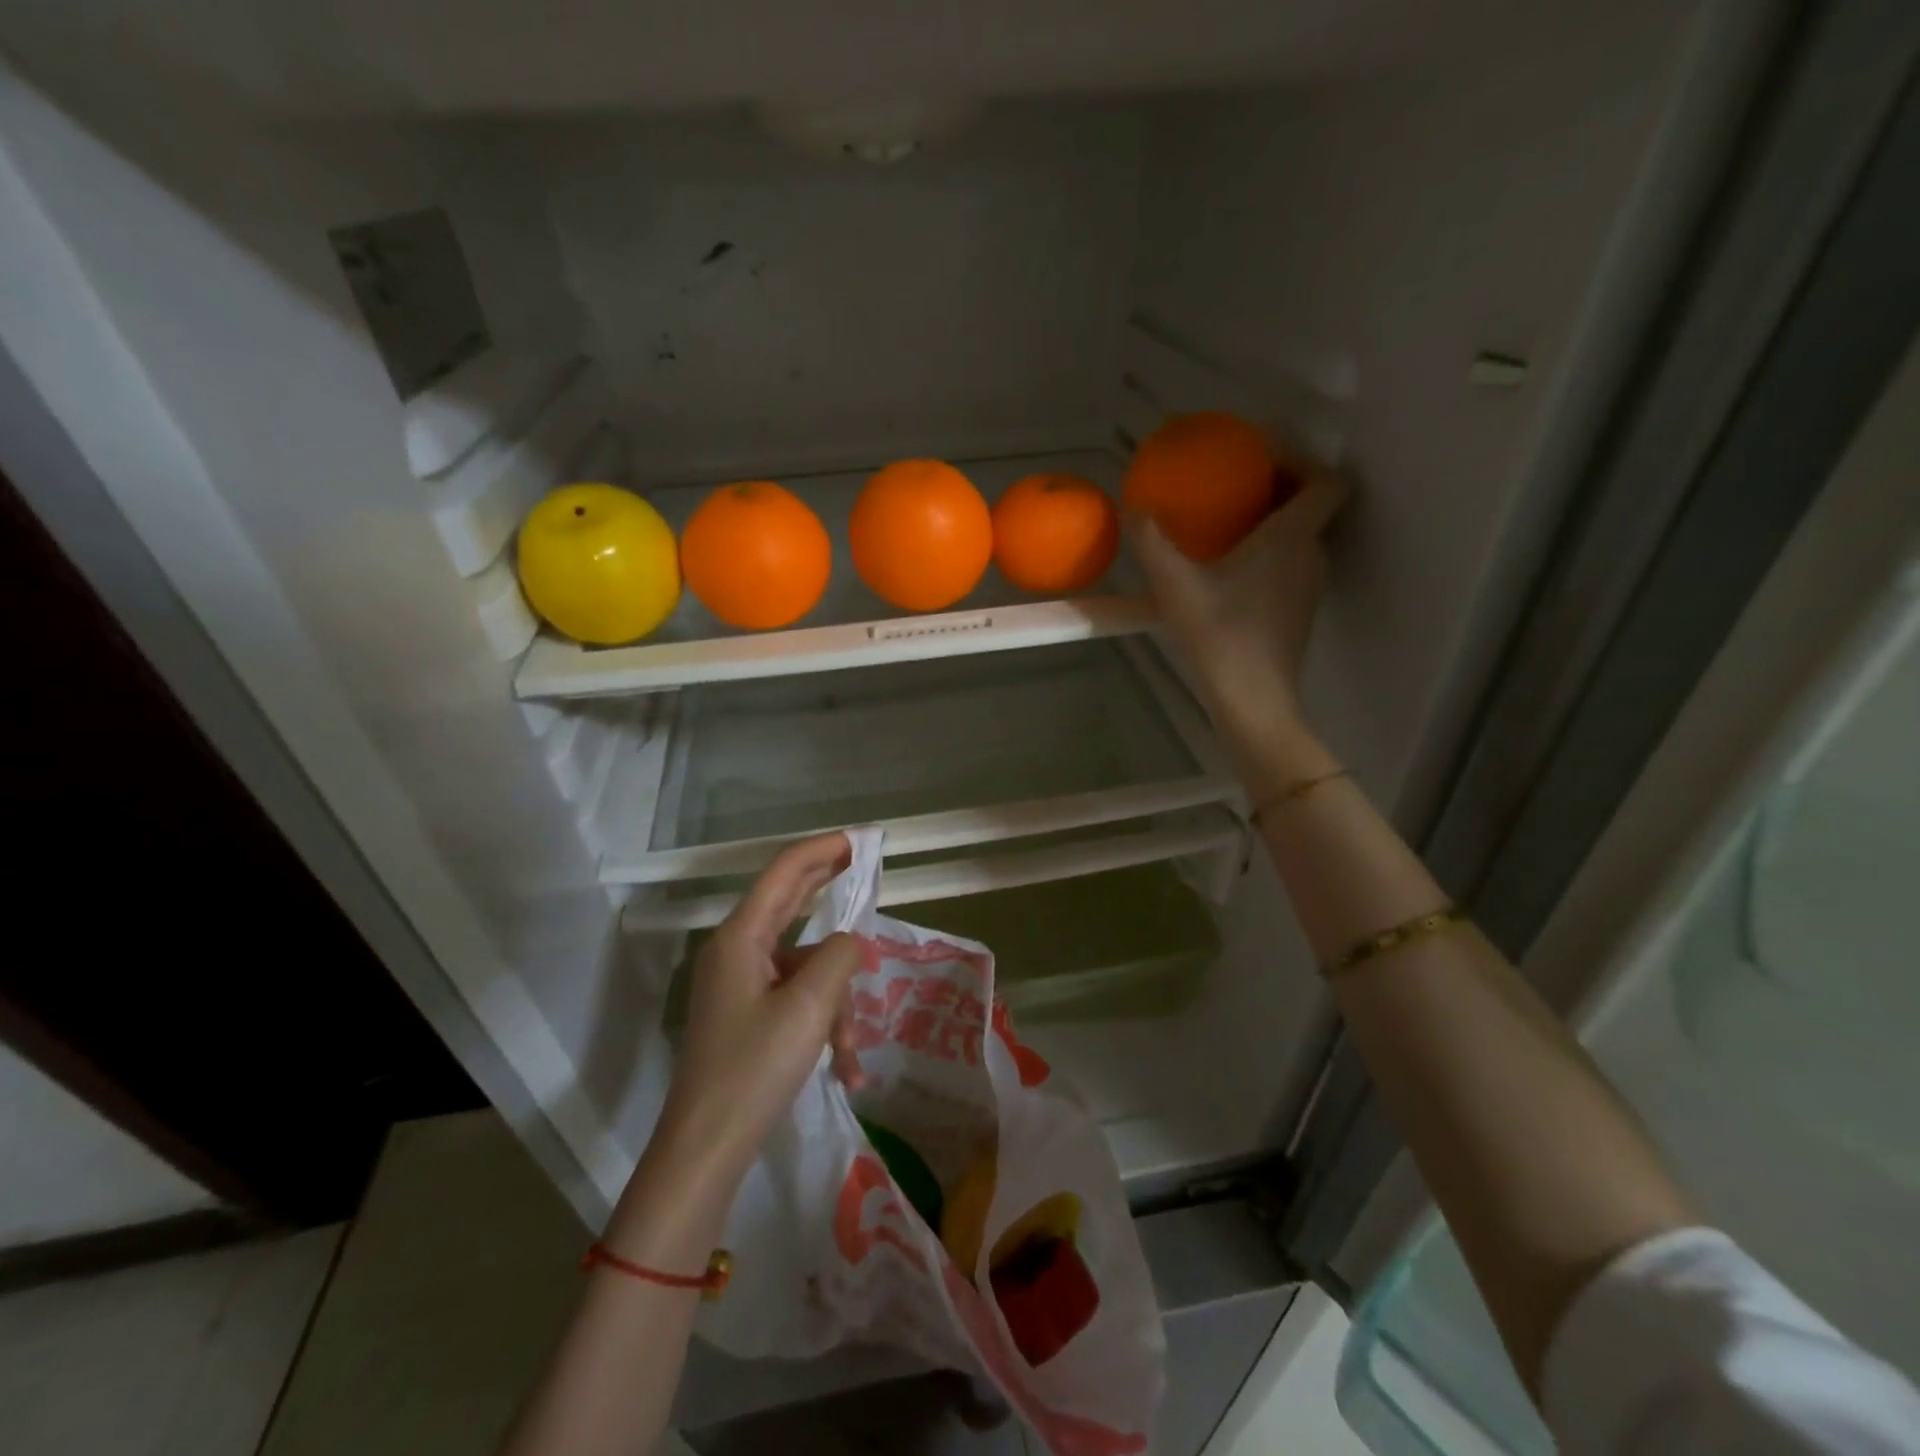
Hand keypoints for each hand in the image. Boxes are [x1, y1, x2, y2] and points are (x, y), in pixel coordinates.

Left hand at [656, 833, 865, 1185]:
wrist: (706, 1149)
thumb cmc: (756, 1068)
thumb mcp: (810, 1006)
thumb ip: (840, 956)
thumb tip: (852, 942)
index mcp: (741, 938)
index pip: (784, 872)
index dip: (821, 850)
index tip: (856, 839)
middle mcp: (738, 952)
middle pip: (789, 903)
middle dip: (828, 889)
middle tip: (863, 866)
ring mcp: (742, 985)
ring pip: (805, 968)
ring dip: (836, 1001)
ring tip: (851, 1052)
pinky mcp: (748, 1015)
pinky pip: (796, 1000)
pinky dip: (822, 1024)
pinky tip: (844, 1068)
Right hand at [1131, 461, 1349, 799]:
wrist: (1252, 699)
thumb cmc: (1219, 635)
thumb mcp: (1175, 586)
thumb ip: (1152, 542)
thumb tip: (1132, 507)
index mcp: (1292, 537)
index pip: (1328, 481)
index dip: (1304, 460)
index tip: (1265, 456)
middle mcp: (1311, 555)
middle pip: (1314, 505)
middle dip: (1280, 487)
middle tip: (1236, 484)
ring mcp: (1309, 586)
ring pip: (1303, 537)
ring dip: (1274, 522)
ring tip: (1230, 523)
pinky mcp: (1298, 611)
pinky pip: (1291, 564)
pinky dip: (1270, 553)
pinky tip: (1230, 569)